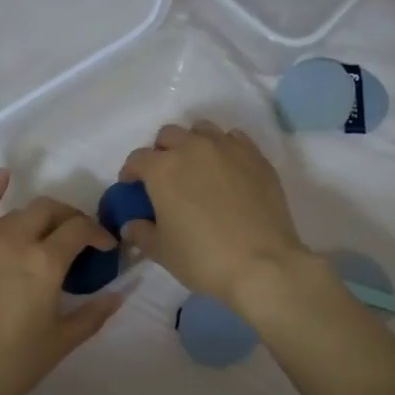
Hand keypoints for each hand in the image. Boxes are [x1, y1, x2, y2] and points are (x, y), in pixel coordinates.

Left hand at [0, 170, 123, 394]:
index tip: (106, 248)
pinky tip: (3, 177)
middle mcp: (14, 241)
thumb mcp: (61, 341)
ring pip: (17, 214)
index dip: (98, 234)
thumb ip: (94, 313)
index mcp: (45, 262)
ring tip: (46, 234)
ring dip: (39, 218)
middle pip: (49, 211)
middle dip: (71, 218)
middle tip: (78, 238)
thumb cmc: (13, 365)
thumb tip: (120, 293)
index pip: (79, 230)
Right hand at [119, 121, 310, 312]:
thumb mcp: (162, 251)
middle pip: (169, 135)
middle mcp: (193, 148)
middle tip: (166, 177)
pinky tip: (227, 170)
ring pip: (202, 130)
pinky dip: (225, 148)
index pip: (137, 158)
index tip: (132, 187)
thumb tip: (131, 224)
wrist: (263, 264)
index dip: (131, 172)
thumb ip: (142, 233)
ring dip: (193, 143)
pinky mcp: (256, 157)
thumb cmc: (203, 258)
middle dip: (162, 152)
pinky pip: (234, 139)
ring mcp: (228, 148)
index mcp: (163, 169)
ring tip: (198, 168)